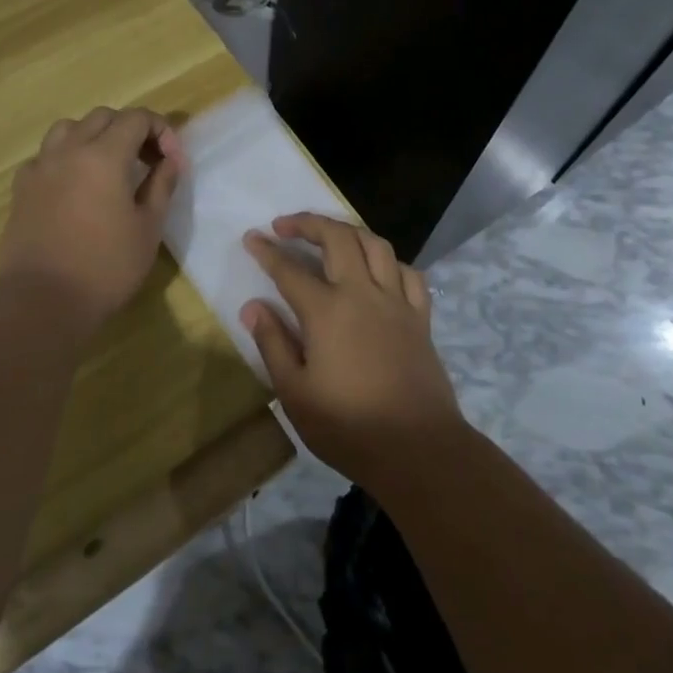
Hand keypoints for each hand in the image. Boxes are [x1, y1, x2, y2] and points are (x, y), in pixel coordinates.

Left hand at [0, 106, 186, 325]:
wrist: (42, 301)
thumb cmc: (105, 267)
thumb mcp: (148, 228)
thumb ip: (161, 185)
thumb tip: (170, 160)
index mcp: (104, 155)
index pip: (137, 118)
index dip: (161, 132)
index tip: (172, 162)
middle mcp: (69, 150)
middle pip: (103, 117)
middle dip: (130, 130)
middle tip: (147, 162)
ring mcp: (40, 167)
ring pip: (68, 129)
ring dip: (94, 136)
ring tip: (108, 166)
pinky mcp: (21, 188)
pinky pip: (45, 156)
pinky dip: (65, 158)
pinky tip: (74, 186)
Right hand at [241, 214, 464, 486]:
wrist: (418, 449)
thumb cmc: (348, 427)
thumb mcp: (295, 393)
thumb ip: (273, 344)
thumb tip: (253, 306)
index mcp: (327, 312)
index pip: (289, 270)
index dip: (267, 251)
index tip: (251, 237)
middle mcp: (362, 294)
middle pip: (337, 238)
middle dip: (308, 223)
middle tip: (286, 225)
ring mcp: (396, 303)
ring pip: (376, 245)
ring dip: (349, 231)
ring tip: (331, 234)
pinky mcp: (420, 318)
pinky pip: (409, 273)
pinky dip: (389, 261)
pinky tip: (378, 268)